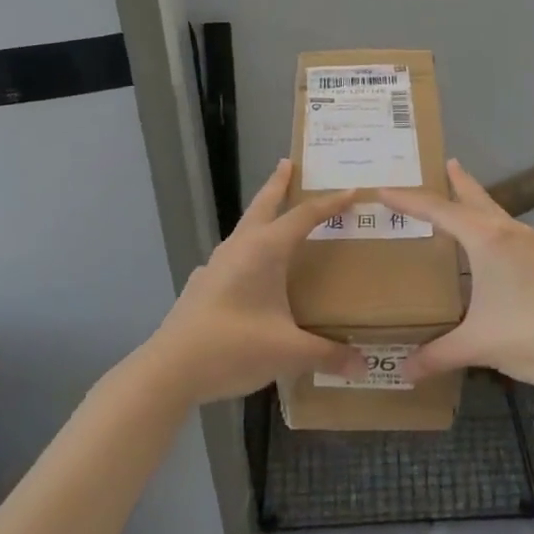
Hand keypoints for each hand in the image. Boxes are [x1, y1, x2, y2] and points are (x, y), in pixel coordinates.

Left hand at [141, 160, 355, 405]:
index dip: (330, 203)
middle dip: (278, 183)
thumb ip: (327, 354)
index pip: (304, 216)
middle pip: (263, 205)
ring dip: (261, 216)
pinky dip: (247, 251)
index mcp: (264, 250)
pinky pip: (232, 256)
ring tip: (276, 217)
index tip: (352, 191)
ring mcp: (216, 265)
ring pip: (245, 229)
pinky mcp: (203, 284)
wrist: (170, 369)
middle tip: (289, 164)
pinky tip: (249, 271)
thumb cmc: (234, 348)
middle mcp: (239, 248)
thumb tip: (363, 365)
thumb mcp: (288, 352)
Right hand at [380, 161, 533, 388]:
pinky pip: (505, 228)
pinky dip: (487, 223)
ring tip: (459, 195)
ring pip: (493, 211)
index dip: (408, 201)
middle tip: (440, 164)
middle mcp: (507, 232)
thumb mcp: (477, 344)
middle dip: (455, 181)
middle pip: (474, 197)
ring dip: (474, 201)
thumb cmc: (530, 332)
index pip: (438, 211)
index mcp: (486, 240)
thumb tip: (402, 371)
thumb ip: (437, 355)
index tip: (383, 190)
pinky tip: (486, 243)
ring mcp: (529, 244)